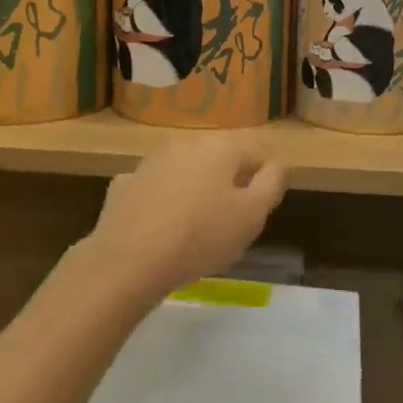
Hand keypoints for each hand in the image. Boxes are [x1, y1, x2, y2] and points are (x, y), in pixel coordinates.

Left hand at [86, 133, 286, 297]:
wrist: (129, 259)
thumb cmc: (201, 236)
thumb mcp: (253, 215)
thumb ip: (272, 183)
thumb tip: (278, 163)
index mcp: (220, 146)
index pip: (255, 155)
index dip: (262, 183)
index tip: (257, 213)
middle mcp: (185, 143)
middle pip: (218, 160)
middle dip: (227, 185)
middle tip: (228, 223)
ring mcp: (150, 161)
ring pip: (184, 171)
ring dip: (193, 191)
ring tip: (193, 229)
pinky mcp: (124, 183)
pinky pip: (154, 189)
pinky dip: (161, 201)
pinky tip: (159, 228)